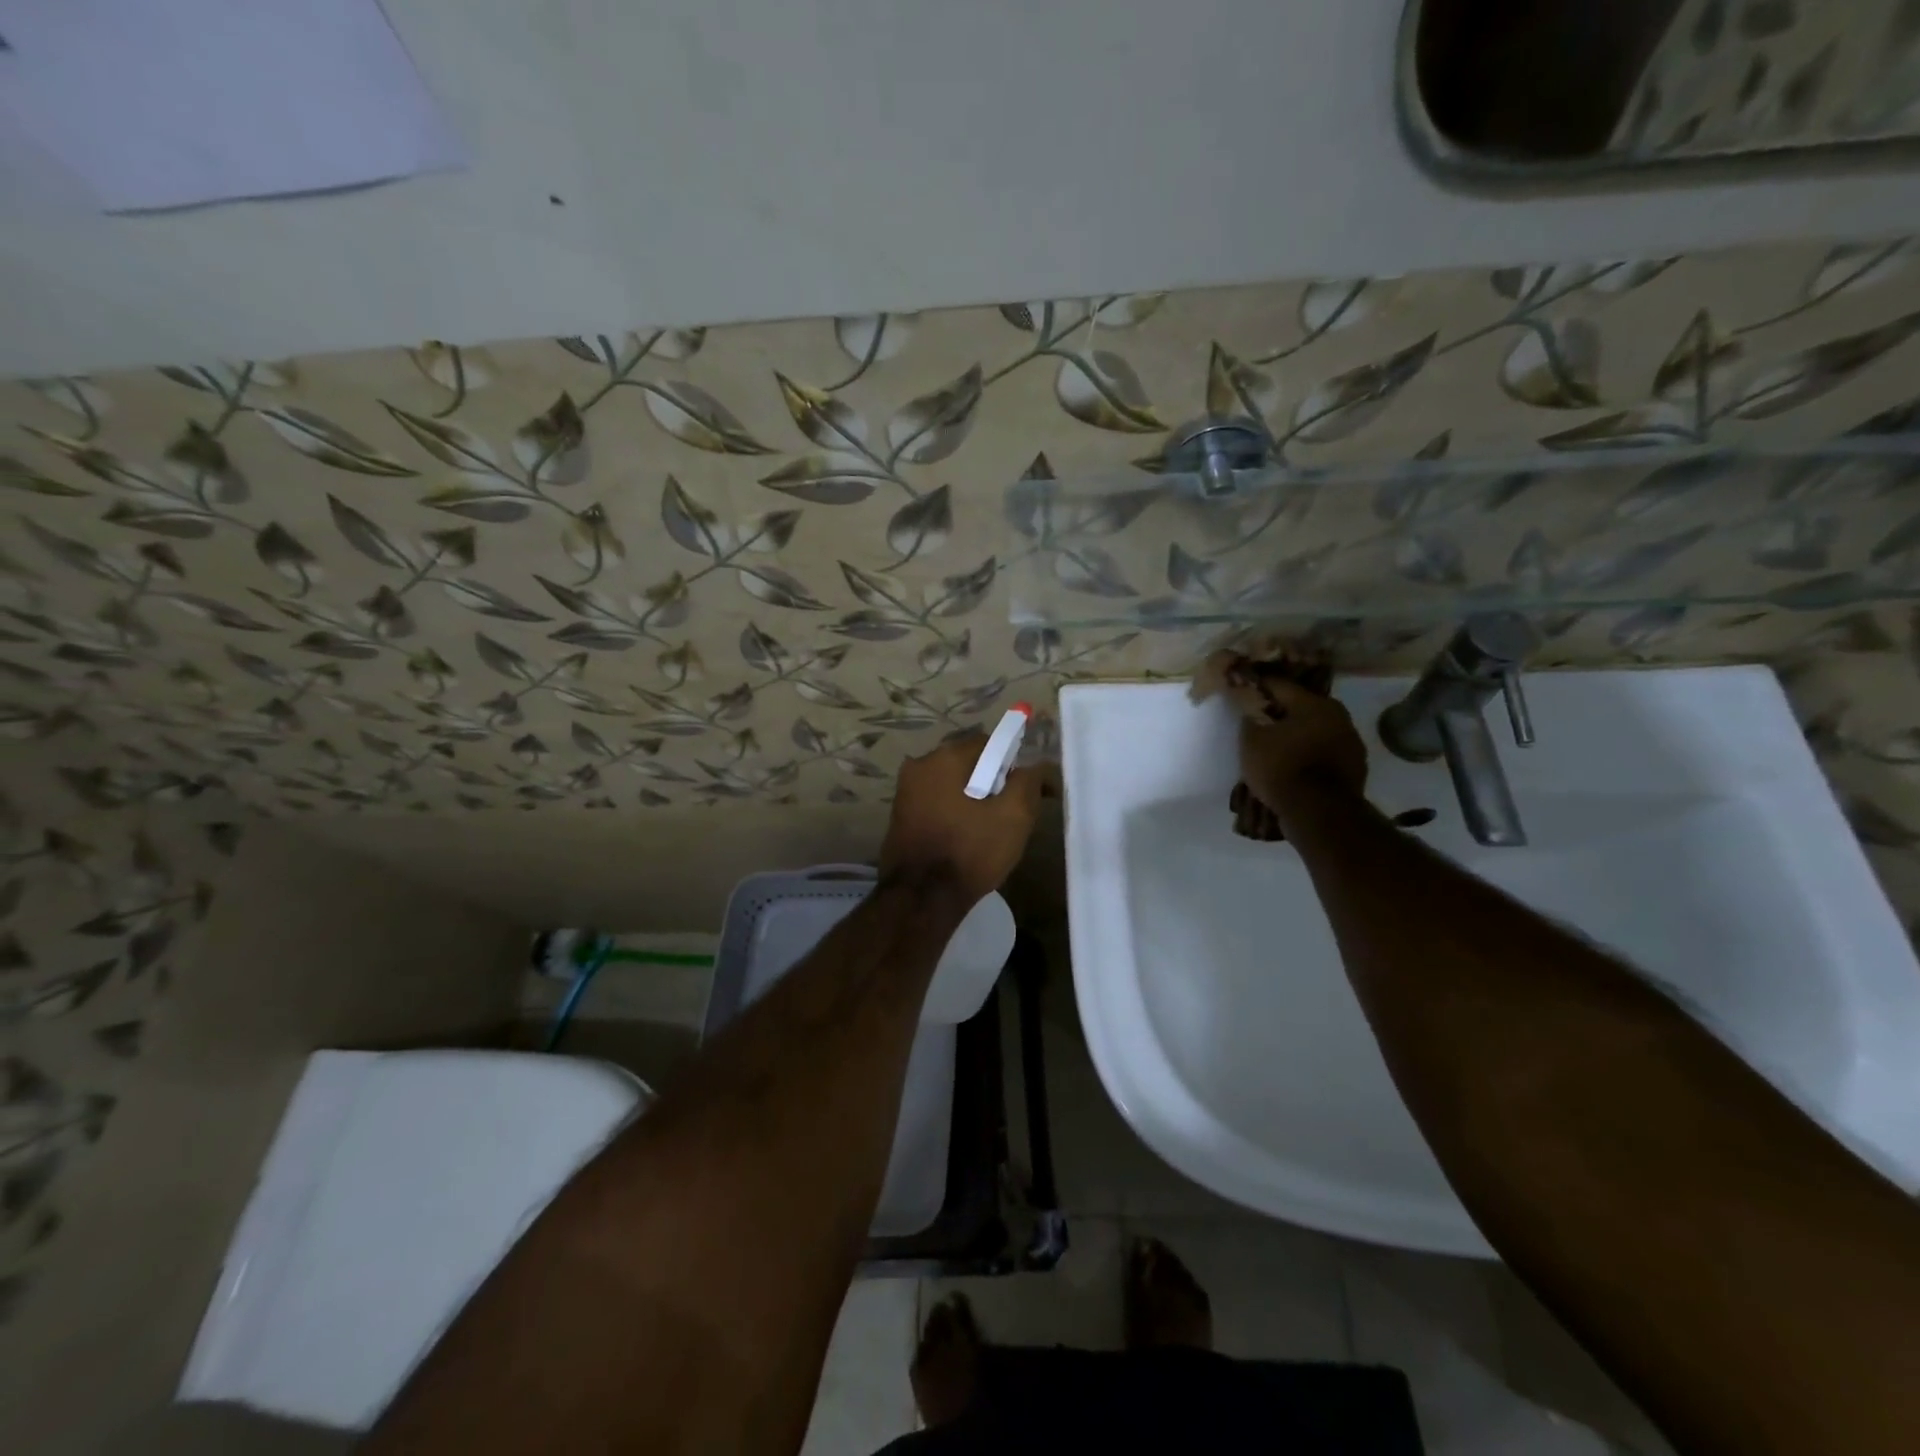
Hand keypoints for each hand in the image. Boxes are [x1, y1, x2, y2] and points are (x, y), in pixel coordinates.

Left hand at [880, 732, 1041, 904]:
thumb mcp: (1014, 816)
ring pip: (952, 786)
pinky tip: (965, 839)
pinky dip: (954, 813)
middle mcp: (918, 767)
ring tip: (989, 831)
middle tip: (1010, 814)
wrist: (920, 899)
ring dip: (972, 800)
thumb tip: (1035, 766)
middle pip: (968, 764)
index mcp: (944, 758)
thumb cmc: (970, 852)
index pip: (989, 744)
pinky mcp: (900, 817)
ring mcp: (905, 793)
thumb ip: (1029, 782)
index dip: (1012, 764)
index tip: (1025, 792)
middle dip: (992, 782)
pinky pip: (937, 804)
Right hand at [1237, 679, 1367, 827]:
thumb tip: (1252, 711)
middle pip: (1304, 708)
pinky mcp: (1355, 769)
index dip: (1261, 686)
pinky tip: (1295, 766)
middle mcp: (1339, 717)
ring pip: (1317, 731)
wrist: (1319, 813)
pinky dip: (1310, 755)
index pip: (1281, 686)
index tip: (1246, 688)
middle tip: (1262, 719)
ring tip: (1278, 746)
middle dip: (1283, 712)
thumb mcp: (1252, 741)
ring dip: (1299, 735)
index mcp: (1315, 703)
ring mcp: (1352, 744)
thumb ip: (1251, 720)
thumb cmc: (1282, 768)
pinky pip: (1325, 754)